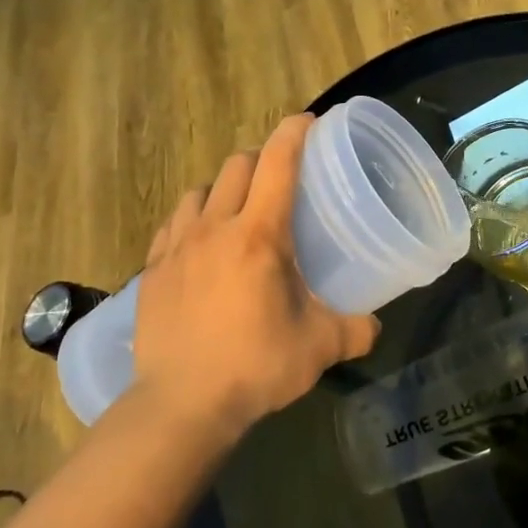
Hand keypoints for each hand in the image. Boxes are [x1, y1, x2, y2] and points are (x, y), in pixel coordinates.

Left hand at [117, 115, 379, 443]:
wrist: (180, 405)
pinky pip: (173, 223)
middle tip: (282, 180)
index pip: (278, 163)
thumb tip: (375, 325)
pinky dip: (193, 219)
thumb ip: (356, 329)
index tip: (309, 123)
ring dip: (224, 188)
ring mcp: (177, 247)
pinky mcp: (151, 269)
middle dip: (262, 159)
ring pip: (200, 190)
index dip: (294, 132)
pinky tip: (202, 243)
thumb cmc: (256, 366)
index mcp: (260, 235)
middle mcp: (215, 228)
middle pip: (236, 165)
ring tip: (239, 212)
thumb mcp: (320, 347)